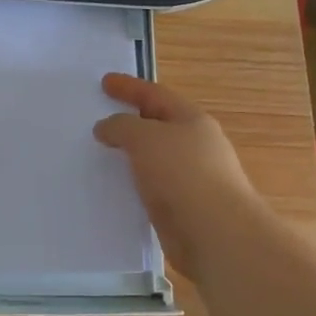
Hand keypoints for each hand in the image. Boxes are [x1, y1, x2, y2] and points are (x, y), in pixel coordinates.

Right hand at [93, 73, 269, 279]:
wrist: (215, 234)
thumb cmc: (183, 174)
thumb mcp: (145, 138)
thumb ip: (121, 127)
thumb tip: (106, 127)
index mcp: (192, 120)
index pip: (155, 95)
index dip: (129, 87)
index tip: (104, 82)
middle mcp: (195, 146)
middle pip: (158, 125)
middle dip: (131, 120)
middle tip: (100, 118)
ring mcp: (191, 178)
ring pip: (154, 159)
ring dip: (130, 155)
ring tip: (101, 154)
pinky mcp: (184, 208)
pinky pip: (152, 187)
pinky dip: (134, 183)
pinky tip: (115, 188)